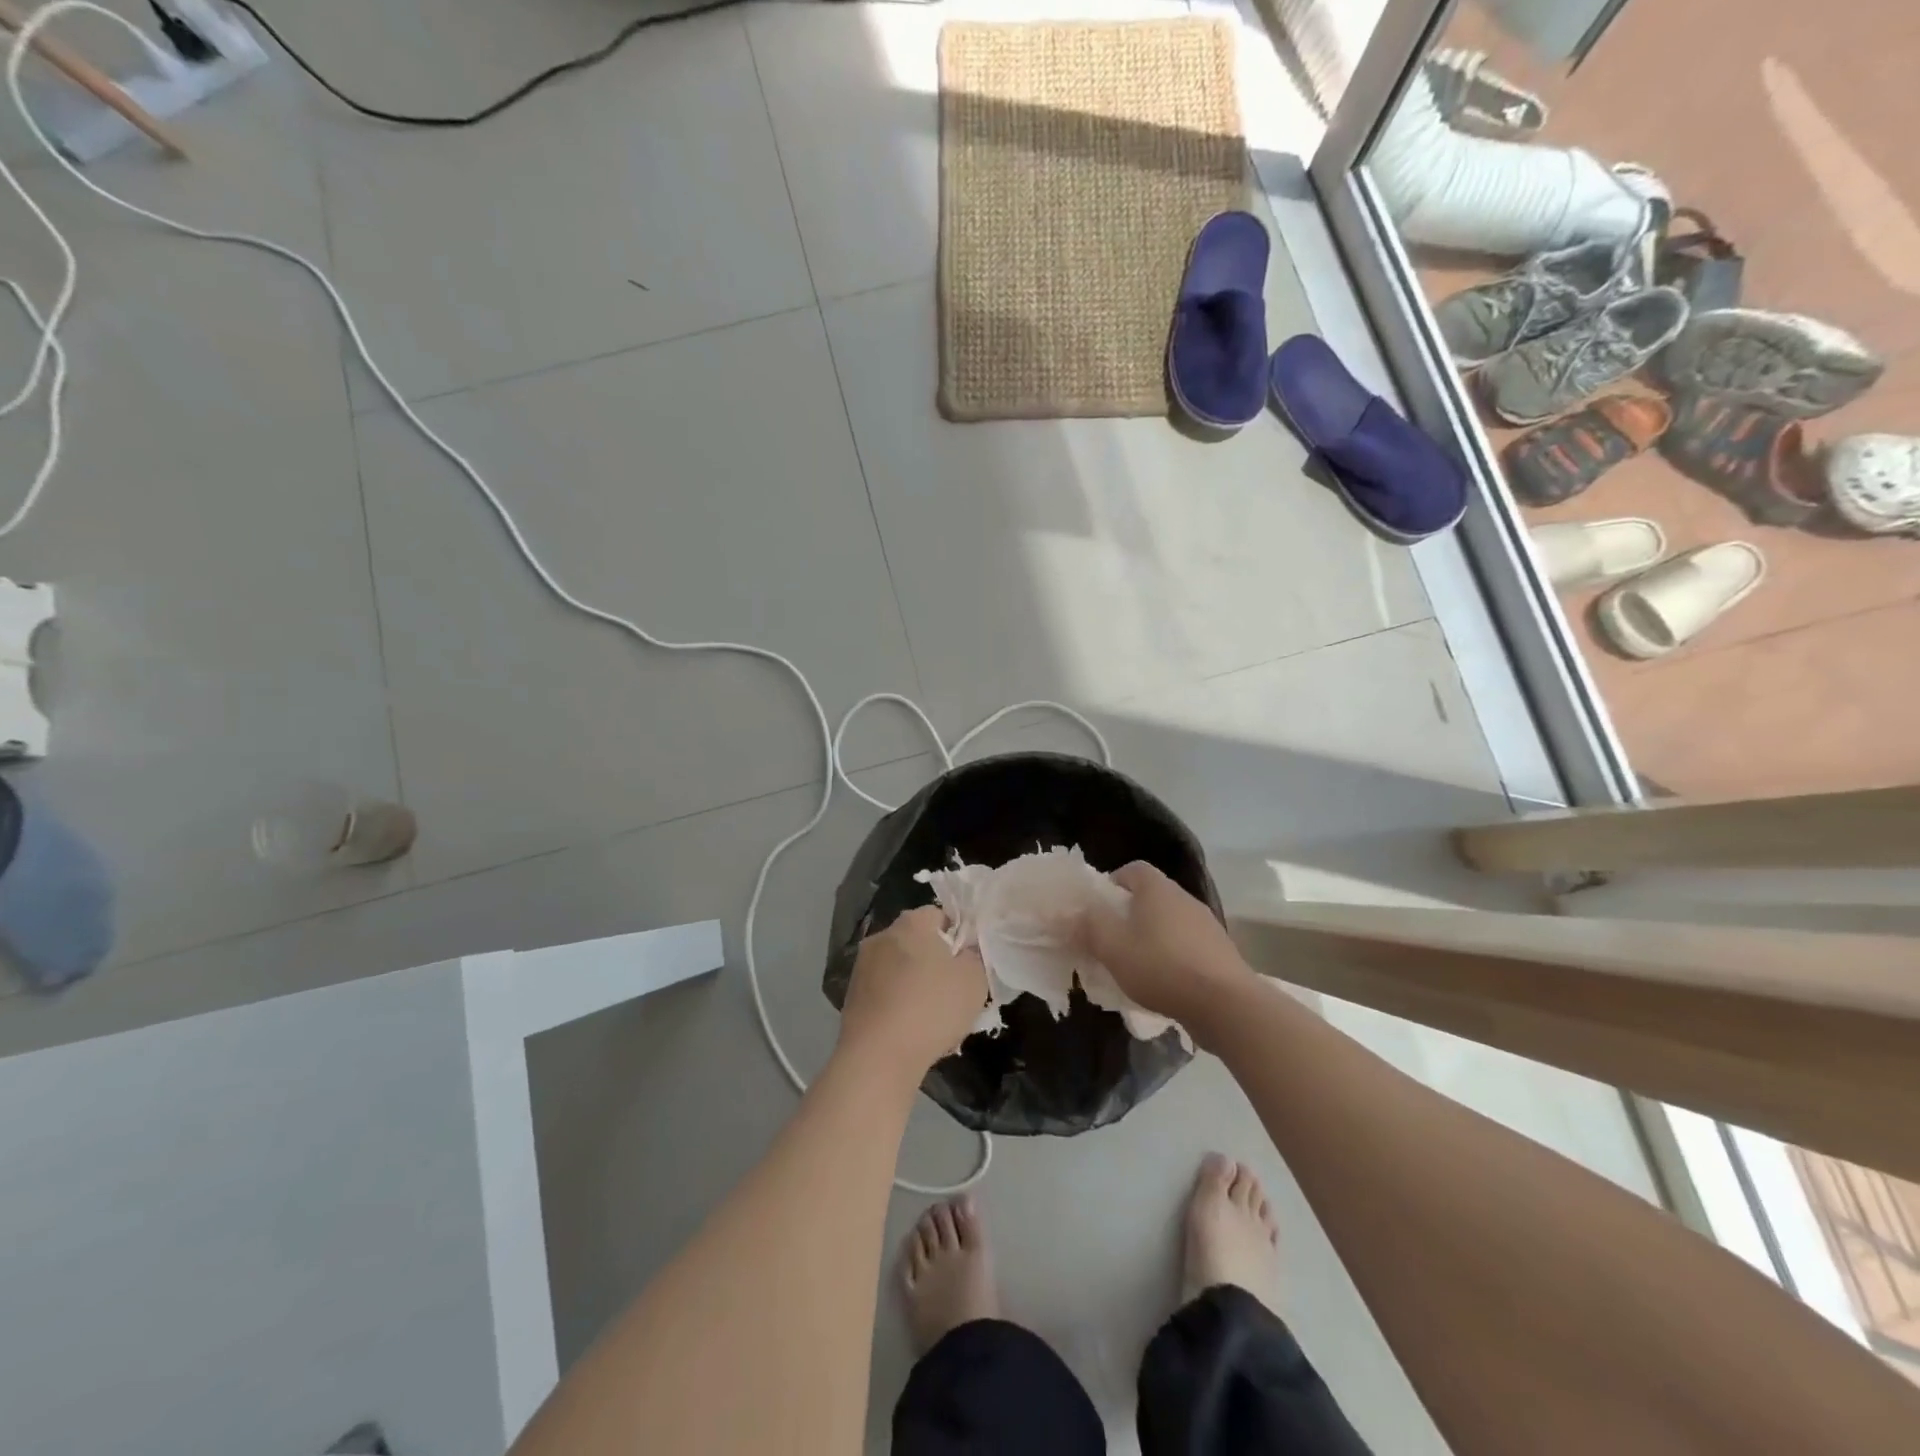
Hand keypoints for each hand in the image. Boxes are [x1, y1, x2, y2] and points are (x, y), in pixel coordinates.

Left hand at [838, 906, 987, 1081]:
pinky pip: (884, 991)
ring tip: (932, 1016)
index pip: (940, 915)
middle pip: (917, 941)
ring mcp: (862, 965)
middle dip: (935, 961)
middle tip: (953, 990)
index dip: (958, 937)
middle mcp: (882, 935)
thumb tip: (966, 950)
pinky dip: (897, 1003)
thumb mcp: (974, 980)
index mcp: (912, 923)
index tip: (967, 964)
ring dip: (915, 983)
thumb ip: (975, 956)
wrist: (878, 1057)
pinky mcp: (851, 995)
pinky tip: (910, 1029)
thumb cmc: (932, 1009)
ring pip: (899, 967)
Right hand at [1078, 861, 1252, 1029]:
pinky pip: (1186, 945)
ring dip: (1151, 937)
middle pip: (1151, 896)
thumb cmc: (1161, 967)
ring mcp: (1206, 925)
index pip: (1133, 869)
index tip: (1098, 909)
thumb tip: (1069, 913)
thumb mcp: (1112, 948)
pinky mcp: (1220, 952)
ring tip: (1135, 965)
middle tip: (1110, 939)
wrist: (1226, 1005)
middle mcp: (1184, 898)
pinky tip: (1163, 983)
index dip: (1112, 883)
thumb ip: (1088, 926)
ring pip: (1169, 922)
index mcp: (1157, 889)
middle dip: (1129, 914)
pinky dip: (1172, 956)